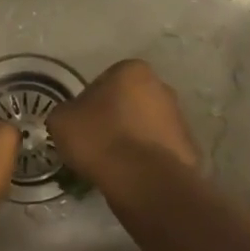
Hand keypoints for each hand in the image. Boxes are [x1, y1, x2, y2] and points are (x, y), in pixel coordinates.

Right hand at [47, 59, 198, 189]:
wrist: (144, 180)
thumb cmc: (100, 139)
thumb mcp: (61, 120)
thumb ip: (66, 112)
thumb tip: (74, 118)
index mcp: (132, 70)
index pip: (103, 82)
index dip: (88, 105)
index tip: (80, 126)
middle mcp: (161, 86)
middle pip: (129, 102)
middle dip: (115, 118)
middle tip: (96, 143)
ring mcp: (179, 117)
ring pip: (145, 126)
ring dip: (132, 139)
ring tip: (113, 163)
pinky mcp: (188, 147)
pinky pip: (158, 150)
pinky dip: (146, 159)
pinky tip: (131, 175)